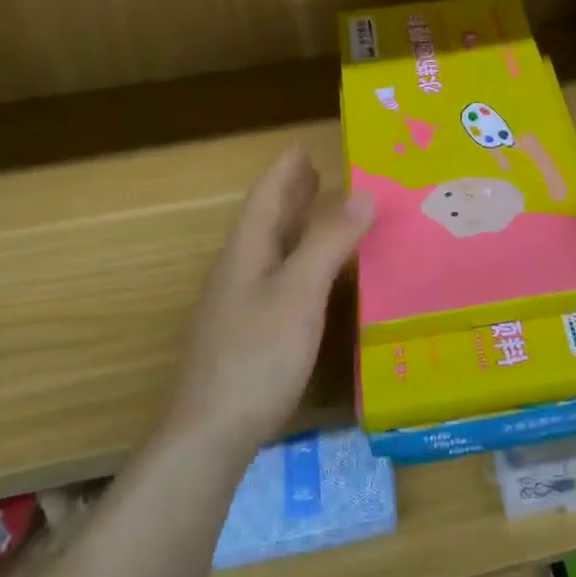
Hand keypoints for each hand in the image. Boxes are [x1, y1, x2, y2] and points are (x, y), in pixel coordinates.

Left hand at [169, 147, 373, 459]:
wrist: (212, 431)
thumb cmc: (257, 355)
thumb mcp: (298, 292)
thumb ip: (328, 242)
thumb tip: (362, 193)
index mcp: (246, 253)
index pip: (267, 198)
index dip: (286, 171)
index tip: (304, 145)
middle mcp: (239, 272)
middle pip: (267, 221)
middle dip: (292, 194)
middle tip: (318, 170)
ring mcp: (241, 305)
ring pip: (273, 251)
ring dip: (298, 226)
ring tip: (324, 210)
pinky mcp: (251, 333)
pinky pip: (280, 278)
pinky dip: (302, 261)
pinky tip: (318, 276)